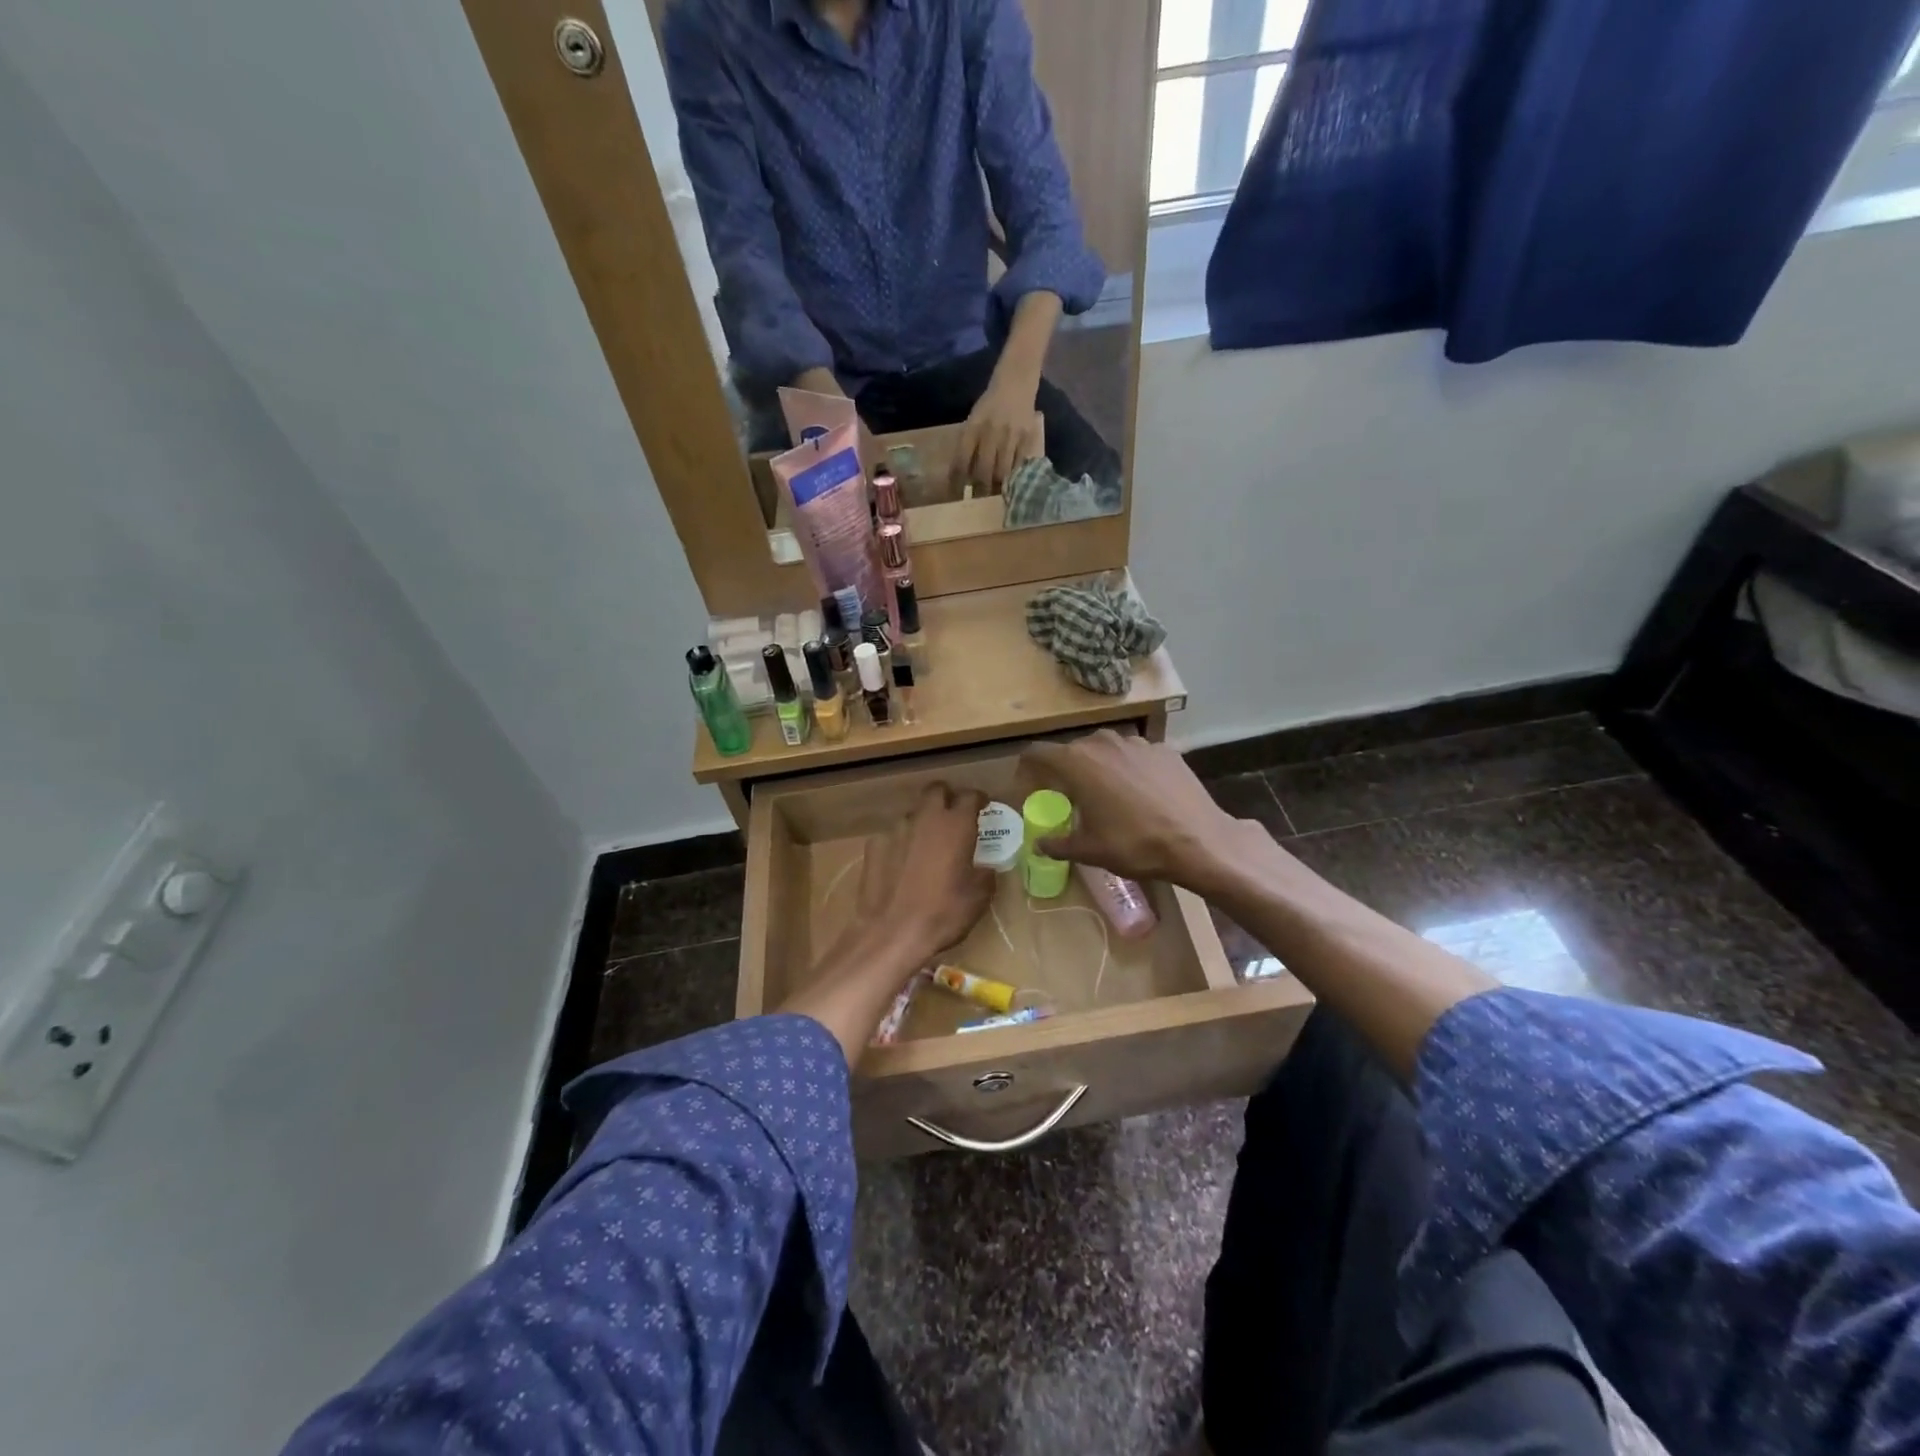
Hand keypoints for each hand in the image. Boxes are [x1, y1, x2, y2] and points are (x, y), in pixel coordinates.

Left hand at [858, 783, 994, 967]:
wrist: (892, 933)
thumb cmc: (943, 913)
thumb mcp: (978, 898)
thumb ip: (985, 874)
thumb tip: (985, 868)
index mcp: (956, 825)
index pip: (970, 796)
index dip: (978, 800)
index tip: (983, 808)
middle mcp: (925, 818)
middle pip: (936, 790)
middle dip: (947, 797)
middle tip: (954, 816)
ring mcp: (896, 830)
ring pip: (913, 813)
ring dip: (922, 823)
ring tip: (927, 845)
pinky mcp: (873, 845)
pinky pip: (892, 836)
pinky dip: (901, 844)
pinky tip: (901, 864)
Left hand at [952, 368, 1039, 491]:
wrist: (1016, 382)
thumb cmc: (991, 404)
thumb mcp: (973, 420)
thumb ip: (968, 444)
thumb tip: (962, 475)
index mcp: (973, 427)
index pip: (962, 460)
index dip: (958, 480)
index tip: (956, 494)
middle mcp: (991, 432)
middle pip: (984, 470)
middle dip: (979, 489)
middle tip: (977, 500)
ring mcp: (1011, 436)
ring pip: (1003, 471)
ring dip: (997, 487)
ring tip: (994, 496)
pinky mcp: (1027, 438)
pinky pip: (1019, 465)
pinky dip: (1013, 476)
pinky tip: (1011, 483)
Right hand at [1019, 731, 1251, 889]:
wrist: (1198, 841)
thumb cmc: (1135, 845)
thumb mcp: (1090, 851)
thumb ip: (1058, 844)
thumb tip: (1040, 845)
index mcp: (1077, 763)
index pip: (1038, 753)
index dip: (1028, 767)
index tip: (1029, 785)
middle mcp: (1103, 742)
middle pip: (1072, 750)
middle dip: (1065, 771)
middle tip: (1069, 797)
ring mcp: (1137, 742)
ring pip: (1106, 749)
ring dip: (1098, 767)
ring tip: (1107, 794)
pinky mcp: (1164, 749)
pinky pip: (1135, 754)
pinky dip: (1129, 768)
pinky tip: (1141, 793)